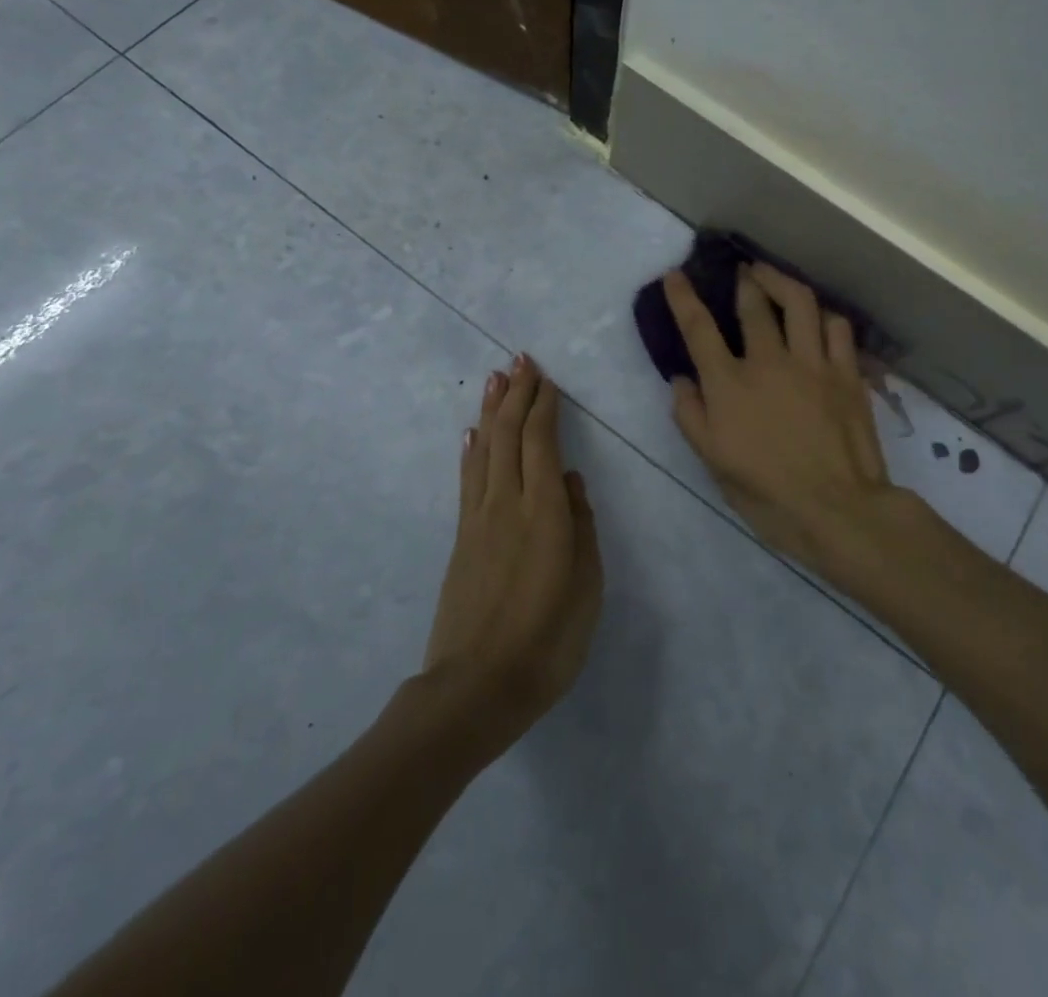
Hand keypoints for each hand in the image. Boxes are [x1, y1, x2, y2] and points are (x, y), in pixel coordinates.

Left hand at [423, 355, 602, 755]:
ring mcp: (479, 519)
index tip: (545, 377)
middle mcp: (507, 503)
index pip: (540, 442)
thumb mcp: (586, 588)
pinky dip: (472, 449)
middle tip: (520, 360)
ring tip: (495, 379)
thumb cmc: (547, 642)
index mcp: (544, 513)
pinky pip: (468, 479)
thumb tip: (569, 480)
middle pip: (508, 434)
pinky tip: (472, 435)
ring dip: (491, 411)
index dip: (542, 405)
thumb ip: (581, 526)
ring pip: (484, 449)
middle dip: (515, 394)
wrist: (476, 687)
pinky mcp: (462, 538)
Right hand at [664, 265, 900, 586]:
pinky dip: (824, 316)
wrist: (837, 509)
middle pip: (753, 304)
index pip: (699, 328)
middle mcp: (770, 362)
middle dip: (744, 280)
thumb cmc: (766, 492)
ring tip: (775, 279)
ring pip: (800, 302)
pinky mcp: (847, 373)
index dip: (683, 297)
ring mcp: (813, 363)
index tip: (675, 274)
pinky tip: (818, 318)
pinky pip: (838, 327)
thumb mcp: (713, 461)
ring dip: (782, 282)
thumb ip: (691, 415)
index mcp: (730, 384)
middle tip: (741, 271)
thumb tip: (681, 380)